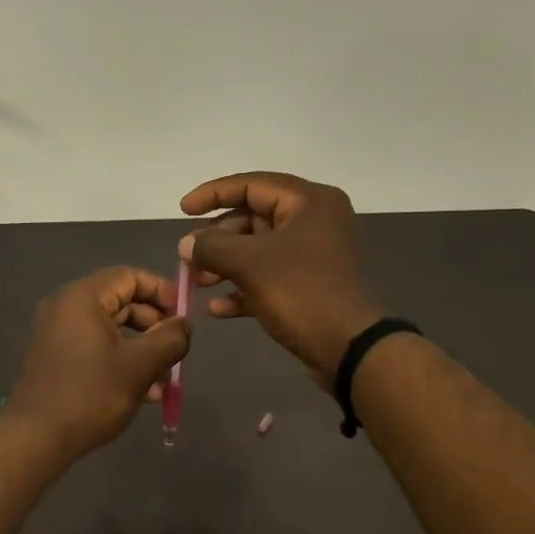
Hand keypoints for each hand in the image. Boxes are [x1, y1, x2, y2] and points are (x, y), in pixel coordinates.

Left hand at [2, 267, 191, 459]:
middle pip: (120, 301)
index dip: (162, 291)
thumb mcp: (140, 366)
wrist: (36, 438)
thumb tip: (184, 324)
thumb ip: (170, 339)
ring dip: (141, 347)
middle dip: (153, 325)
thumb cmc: (90, 395)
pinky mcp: (54, 356)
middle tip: (176, 349)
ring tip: (164, 378)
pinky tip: (143, 391)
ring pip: (110, 328)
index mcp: (81, 297)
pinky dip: (119, 359)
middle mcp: (64, 306)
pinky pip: (94, 346)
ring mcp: (56, 332)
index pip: (129, 276)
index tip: (184, 315)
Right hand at [180, 172, 383, 387]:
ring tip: (197, 283)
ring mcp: (313, 255)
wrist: (351, 349)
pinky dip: (242, 289)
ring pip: (258, 250)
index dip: (213, 194)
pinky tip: (217, 310)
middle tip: (188, 257)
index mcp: (308, 202)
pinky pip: (268, 278)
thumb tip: (186, 244)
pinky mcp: (309, 286)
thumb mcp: (250, 264)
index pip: (252, 184)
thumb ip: (212, 247)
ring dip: (224, 265)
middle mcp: (314, 221)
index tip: (183, 210)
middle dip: (216, 238)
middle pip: (253, 218)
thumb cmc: (302, 293)